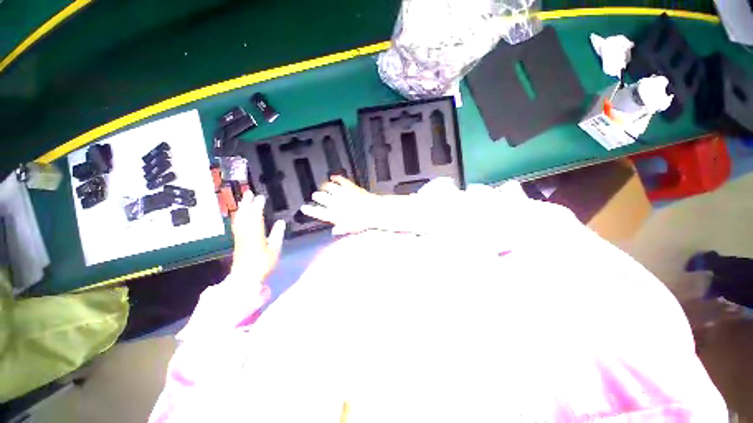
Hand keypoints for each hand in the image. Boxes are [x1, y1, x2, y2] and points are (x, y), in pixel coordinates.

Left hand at [230, 193, 285, 281]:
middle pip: (244, 214)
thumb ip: (277, 234)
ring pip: (238, 218)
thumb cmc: (263, 263)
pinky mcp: (237, 240)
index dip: (258, 205)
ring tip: (244, 200)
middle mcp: (245, 232)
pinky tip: (239, 215)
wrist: (245, 277)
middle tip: (249, 192)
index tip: (261, 197)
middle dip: (246, 203)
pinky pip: (236, 224)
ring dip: (241, 208)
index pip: (256, 216)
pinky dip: (238, 216)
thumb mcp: (274, 249)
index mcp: (255, 234)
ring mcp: (239, 236)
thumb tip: (281, 221)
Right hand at [300, 175, 380, 234]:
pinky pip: (340, 179)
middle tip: (316, 196)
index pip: (317, 212)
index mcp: (333, 214)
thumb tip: (334, 232)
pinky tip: (333, 177)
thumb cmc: (361, 222)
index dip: (309, 210)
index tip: (304, 208)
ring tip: (323, 187)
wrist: (373, 210)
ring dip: (324, 186)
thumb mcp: (350, 229)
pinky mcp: (349, 185)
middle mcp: (334, 202)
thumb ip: (341, 229)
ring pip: (328, 187)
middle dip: (317, 196)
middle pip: (320, 197)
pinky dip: (335, 178)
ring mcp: (341, 192)